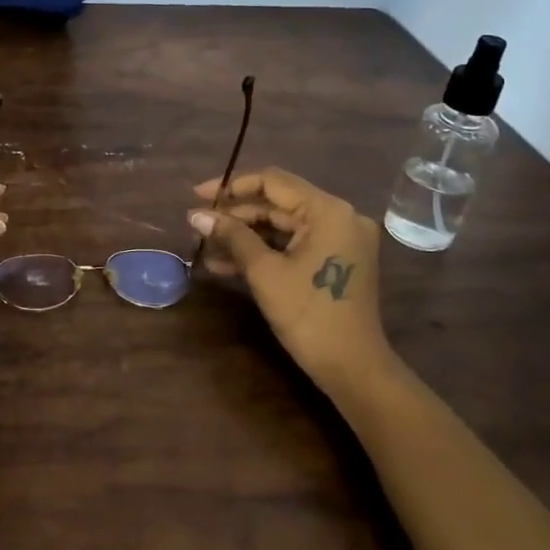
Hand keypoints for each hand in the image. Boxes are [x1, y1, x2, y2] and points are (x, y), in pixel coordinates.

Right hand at [189, 167, 396, 399]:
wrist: (352, 367)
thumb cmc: (308, 315)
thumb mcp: (264, 272)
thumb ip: (232, 236)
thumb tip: (197, 216)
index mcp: (328, 211)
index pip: (273, 182)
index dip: (232, 186)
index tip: (198, 196)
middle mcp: (339, 216)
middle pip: (278, 204)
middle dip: (236, 215)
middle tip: (199, 225)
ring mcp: (340, 239)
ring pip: (283, 226)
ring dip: (246, 236)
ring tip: (207, 247)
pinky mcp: (336, 260)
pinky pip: (294, 245)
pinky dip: (265, 251)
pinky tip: (228, 265)